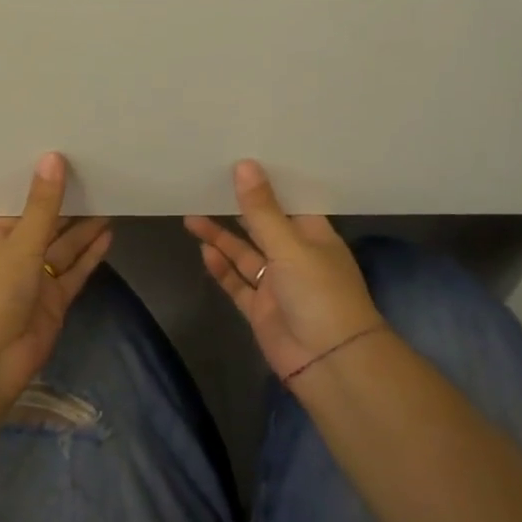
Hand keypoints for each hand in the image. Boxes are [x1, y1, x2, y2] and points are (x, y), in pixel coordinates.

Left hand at [0, 152, 111, 398]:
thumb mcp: (19, 243)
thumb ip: (42, 205)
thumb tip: (53, 157)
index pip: (21, 208)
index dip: (43, 189)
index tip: (67, 163)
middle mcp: (13, 258)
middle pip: (46, 228)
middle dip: (68, 208)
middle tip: (98, 178)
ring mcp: (34, 283)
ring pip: (63, 250)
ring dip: (84, 230)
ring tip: (110, 201)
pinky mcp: (54, 304)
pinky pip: (75, 274)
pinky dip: (90, 257)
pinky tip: (109, 235)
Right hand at [185, 159, 386, 383]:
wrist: (329, 363)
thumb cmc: (320, 293)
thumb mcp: (290, 246)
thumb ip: (262, 210)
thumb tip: (244, 164)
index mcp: (314, 235)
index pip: (290, 201)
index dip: (268, 183)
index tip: (242, 158)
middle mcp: (296, 256)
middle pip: (263, 226)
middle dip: (239, 208)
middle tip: (208, 183)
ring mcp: (277, 284)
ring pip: (245, 253)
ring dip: (222, 236)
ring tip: (192, 214)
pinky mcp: (260, 308)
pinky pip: (237, 283)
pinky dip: (221, 268)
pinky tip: (203, 250)